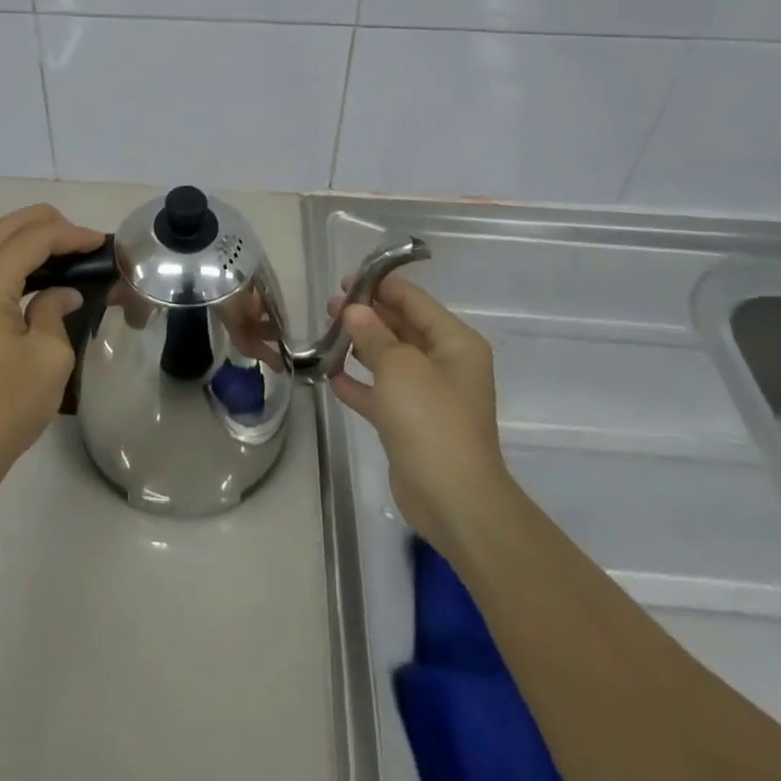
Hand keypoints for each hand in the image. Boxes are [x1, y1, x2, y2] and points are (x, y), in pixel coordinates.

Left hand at [0, 204, 104, 496]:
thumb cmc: (5, 407)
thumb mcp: (49, 357)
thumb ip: (55, 311)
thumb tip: (62, 293)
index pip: (34, 239)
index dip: (71, 235)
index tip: (99, 243)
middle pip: (3, 229)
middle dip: (45, 225)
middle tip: (79, 241)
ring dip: (14, 236)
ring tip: (47, 249)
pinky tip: (12, 272)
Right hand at [328, 275, 511, 557]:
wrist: (454, 501)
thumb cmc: (431, 420)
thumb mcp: (399, 367)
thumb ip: (374, 333)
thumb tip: (354, 310)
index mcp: (454, 343)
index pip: (414, 301)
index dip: (381, 285)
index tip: (345, 279)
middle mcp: (445, 364)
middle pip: (401, 327)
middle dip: (367, 315)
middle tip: (329, 306)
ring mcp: (429, 396)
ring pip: (389, 359)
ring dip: (359, 346)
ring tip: (326, 333)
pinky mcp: (411, 424)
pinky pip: (381, 393)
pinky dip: (359, 383)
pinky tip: (331, 374)